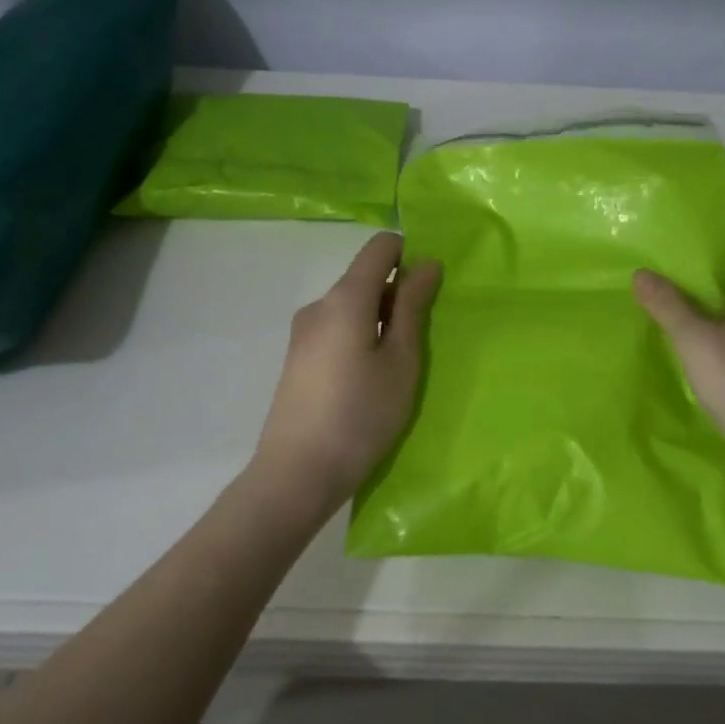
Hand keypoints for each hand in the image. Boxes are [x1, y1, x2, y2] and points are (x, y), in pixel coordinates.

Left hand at [251, 232, 441, 508]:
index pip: (379, 248)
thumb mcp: (401, 361)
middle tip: (419, 344)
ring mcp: (303, 333)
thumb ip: (412, 307)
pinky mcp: (297, 359)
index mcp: (345, 298)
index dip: (408, 256)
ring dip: (379, 322)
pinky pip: (337, 330)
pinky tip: (368, 382)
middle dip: (397, 297)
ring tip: (396, 369)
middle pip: (365, 279)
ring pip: (351, 308)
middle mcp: (319, 305)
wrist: (296, 475)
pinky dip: (360, 339)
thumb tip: (425, 263)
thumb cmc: (361, 415)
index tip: (428, 293)